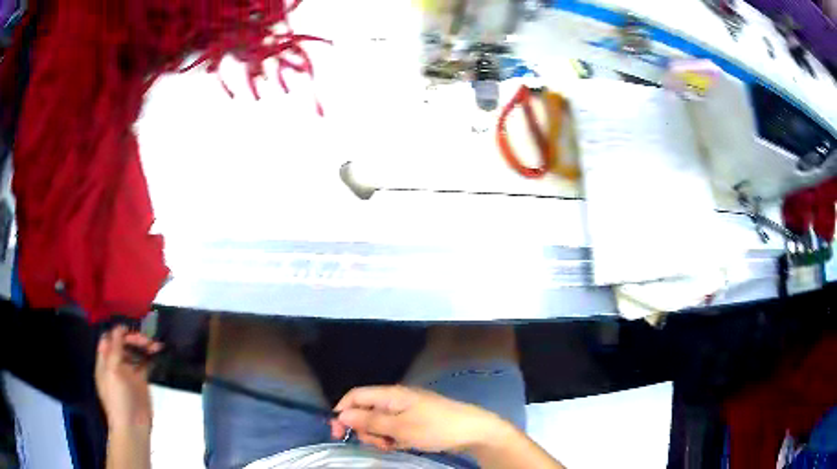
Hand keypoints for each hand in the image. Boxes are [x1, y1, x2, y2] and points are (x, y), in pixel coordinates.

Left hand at [95, 326, 161, 431]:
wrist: (133, 427)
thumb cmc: (118, 399)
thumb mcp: (113, 371)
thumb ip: (115, 349)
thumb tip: (119, 327)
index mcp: (105, 361)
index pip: (109, 339)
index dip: (118, 333)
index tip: (130, 330)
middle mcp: (116, 364)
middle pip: (123, 344)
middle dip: (133, 339)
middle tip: (146, 341)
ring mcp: (129, 373)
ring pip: (135, 352)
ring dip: (143, 346)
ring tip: (155, 345)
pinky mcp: (141, 381)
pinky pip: (144, 364)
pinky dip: (150, 357)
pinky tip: (157, 353)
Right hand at [330, 385, 509, 453]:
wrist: (473, 431)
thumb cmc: (436, 427)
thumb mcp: (400, 428)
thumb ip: (369, 421)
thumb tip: (341, 415)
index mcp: (390, 395)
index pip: (355, 396)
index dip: (342, 412)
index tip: (338, 433)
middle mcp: (395, 400)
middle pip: (365, 411)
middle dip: (365, 429)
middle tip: (379, 444)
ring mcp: (406, 410)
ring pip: (379, 423)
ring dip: (379, 436)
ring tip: (394, 445)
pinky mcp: (414, 421)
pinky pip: (393, 429)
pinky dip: (393, 438)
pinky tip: (403, 445)